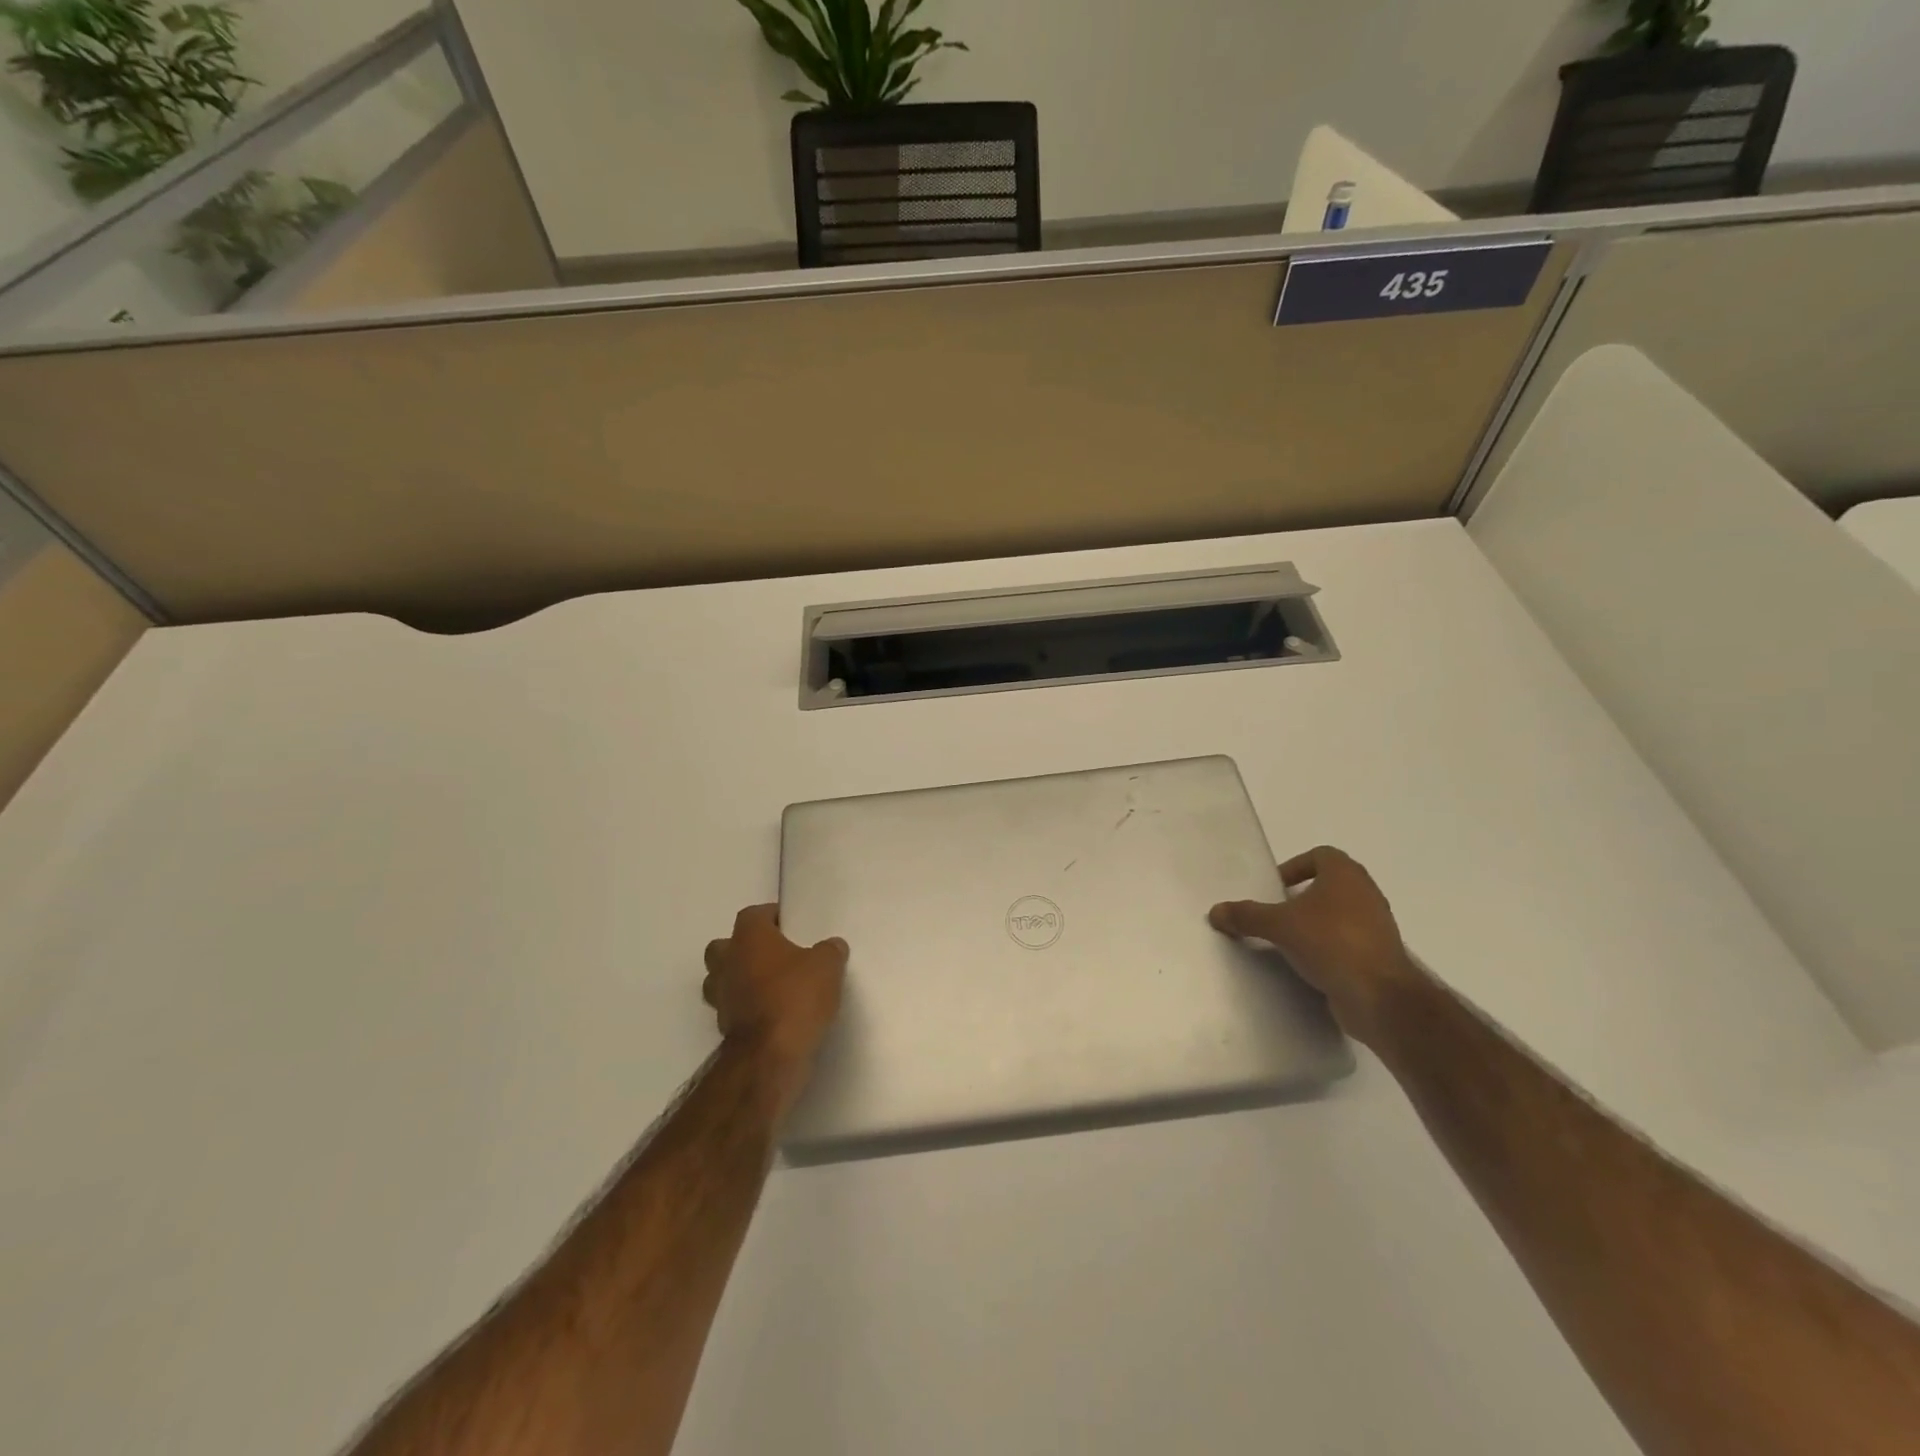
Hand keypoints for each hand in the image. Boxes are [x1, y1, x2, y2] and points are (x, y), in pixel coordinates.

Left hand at [703, 904, 847, 1083]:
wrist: (770, 1055)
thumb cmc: (795, 997)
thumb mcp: (827, 966)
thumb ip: (830, 950)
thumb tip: (831, 946)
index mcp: (748, 937)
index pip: (754, 914)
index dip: (772, 917)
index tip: (792, 925)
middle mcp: (727, 962)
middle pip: (725, 946)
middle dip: (745, 948)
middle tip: (775, 955)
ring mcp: (720, 996)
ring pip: (722, 978)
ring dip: (741, 979)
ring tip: (771, 986)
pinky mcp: (723, 1027)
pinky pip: (733, 1007)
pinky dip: (746, 1007)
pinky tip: (772, 1012)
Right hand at [1209, 846, 1421, 1047]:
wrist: (1379, 996)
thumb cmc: (1330, 942)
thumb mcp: (1279, 925)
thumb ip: (1246, 915)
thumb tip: (1215, 911)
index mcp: (1346, 875)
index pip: (1321, 855)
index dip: (1296, 866)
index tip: (1275, 888)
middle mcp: (1366, 894)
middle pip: (1329, 885)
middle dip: (1301, 897)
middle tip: (1275, 913)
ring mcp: (1377, 926)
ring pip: (1339, 914)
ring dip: (1314, 923)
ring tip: (1287, 941)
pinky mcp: (1379, 956)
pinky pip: (1347, 942)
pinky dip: (1327, 948)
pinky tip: (1306, 965)